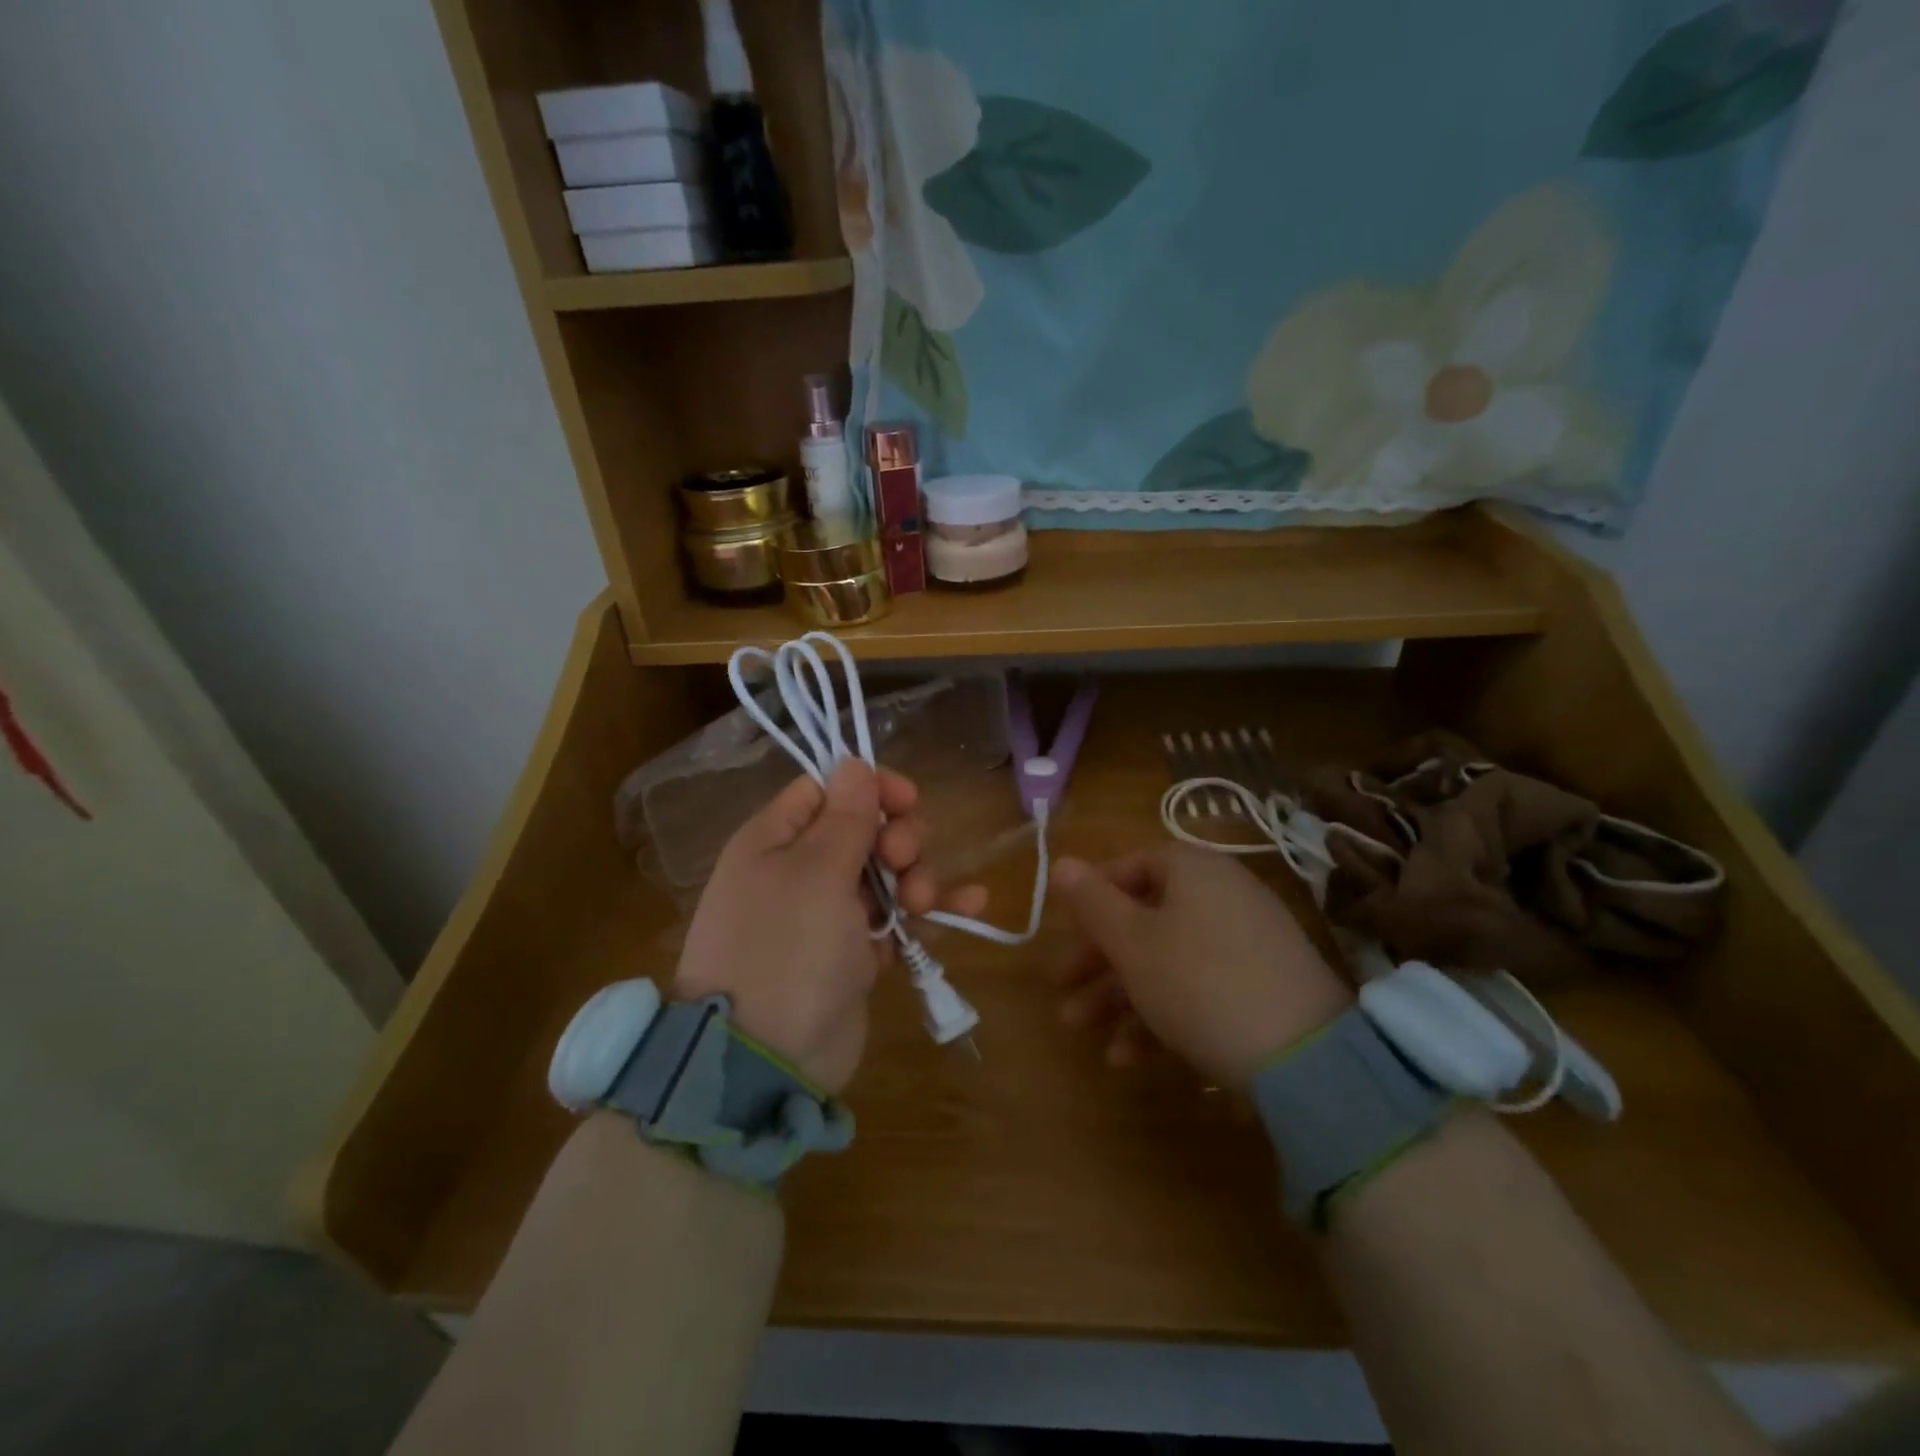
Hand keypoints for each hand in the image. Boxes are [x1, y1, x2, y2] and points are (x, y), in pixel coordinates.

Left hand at [674, 759, 984, 1094]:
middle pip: (864, 830)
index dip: (871, 789)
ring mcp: (828, 915)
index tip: (907, 800)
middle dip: (897, 838)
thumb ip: (844, 817)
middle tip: (903, 861)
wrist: (765, 1061)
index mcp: (776, 840)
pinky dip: (931, 912)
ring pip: (887, 875)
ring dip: (917, 877)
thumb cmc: (786, 948)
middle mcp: (800, 871)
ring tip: (923, 902)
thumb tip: (854, 763)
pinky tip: (973, 905)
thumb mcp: (815, 872)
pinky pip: (897, 919)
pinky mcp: (854, 954)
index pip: (828, 790)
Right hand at [1050, 845, 1353, 1088]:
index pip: (1132, 866)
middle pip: (1145, 918)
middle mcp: (1223, 895)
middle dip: (1098, 959)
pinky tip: (1129, 1057)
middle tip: (1062, 990)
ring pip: (1167, 958)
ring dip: (1120, 994)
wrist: (1306, 1060)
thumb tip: (1061, 862)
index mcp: (1193, 871)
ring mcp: (1248, 942)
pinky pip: (1200, 986)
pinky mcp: (1263, 987)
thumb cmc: (1198, 982)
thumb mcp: (1131, 942)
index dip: (1093, 897)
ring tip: (1083, 1032)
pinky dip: (1162, 1013)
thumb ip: (1091, 901)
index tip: (1066, 931)